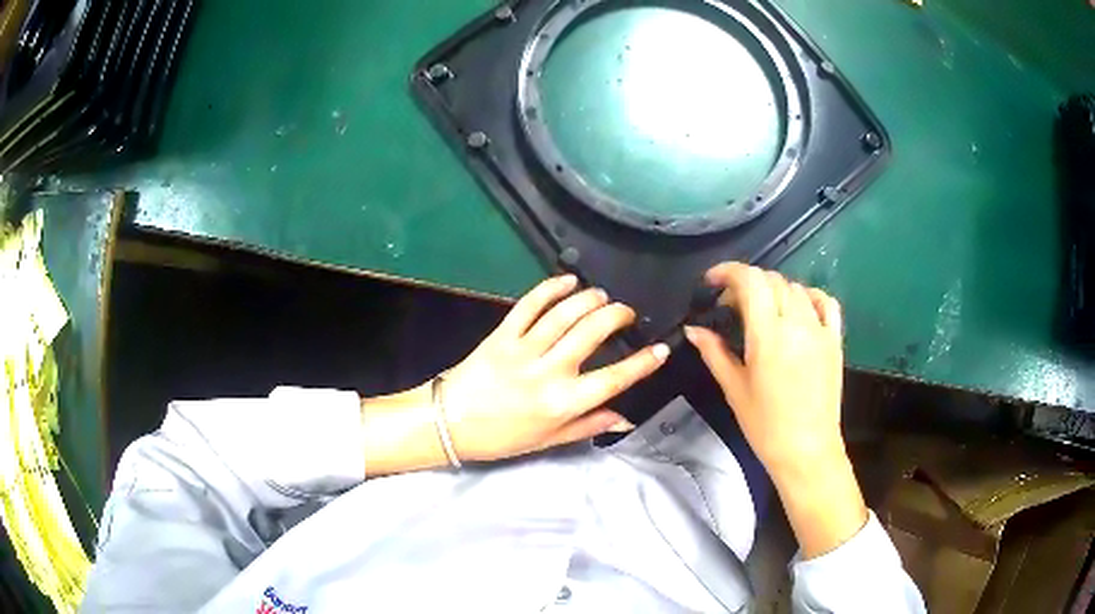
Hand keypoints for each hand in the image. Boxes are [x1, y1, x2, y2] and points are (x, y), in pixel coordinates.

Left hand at [440, 274, 669, 461]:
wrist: (450, 422)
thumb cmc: (502, 437)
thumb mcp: (549, 440)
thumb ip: (589, 425)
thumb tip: (626, 417)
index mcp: (563, 402)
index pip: (614, 378)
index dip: (643, 363)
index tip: (661, 349)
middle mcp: (549, 371)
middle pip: (593, 333)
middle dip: (617, 316)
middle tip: (626, 314)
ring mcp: (524, 349)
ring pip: (566, 313)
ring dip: (590, 299)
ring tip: (603, 296)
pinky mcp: (502, 333)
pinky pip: (529, 304)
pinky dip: (551, 288)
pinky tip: (568, 281)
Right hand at [685, 262, 844, 471]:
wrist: (807, 450)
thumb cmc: (765, 426)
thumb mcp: (734, 389)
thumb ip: (714, 352)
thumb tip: (693, 329)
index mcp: (768, 334)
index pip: (750, 281)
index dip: (728, 271)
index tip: (712, 281)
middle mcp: (796, 323)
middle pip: (772, 280)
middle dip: (747, 283)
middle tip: (731, 305)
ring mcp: (820, 330)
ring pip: (796, 288)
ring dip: (774, 290)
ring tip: (761, 310)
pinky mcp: (834, 341)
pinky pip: (826, 303)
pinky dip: (810, 296)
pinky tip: (799, 307)